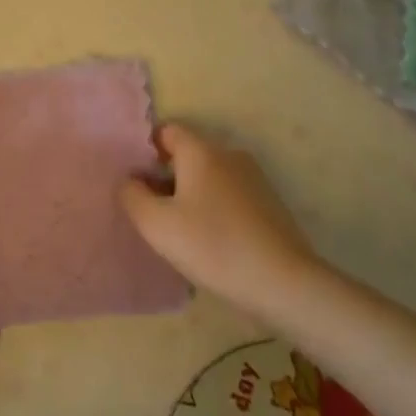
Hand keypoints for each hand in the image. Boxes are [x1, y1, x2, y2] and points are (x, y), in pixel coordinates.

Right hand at [121, 123, 316, 315]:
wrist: (285, 283)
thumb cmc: (213, 246)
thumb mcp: (157, 225)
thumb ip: (132, 195)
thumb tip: (130, 181)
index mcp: (201, 151)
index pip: (166, 131)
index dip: (146, 152)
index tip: (136, 182)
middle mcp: (228, 154)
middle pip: (187, 154)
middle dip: (166, 176)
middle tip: (152, 212)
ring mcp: (253, 178)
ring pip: (209, 176)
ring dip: (190, 195)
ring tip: (180, 231)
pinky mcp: (269, 203)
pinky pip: (229, 195)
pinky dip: (214, 209)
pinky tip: (211, 242)